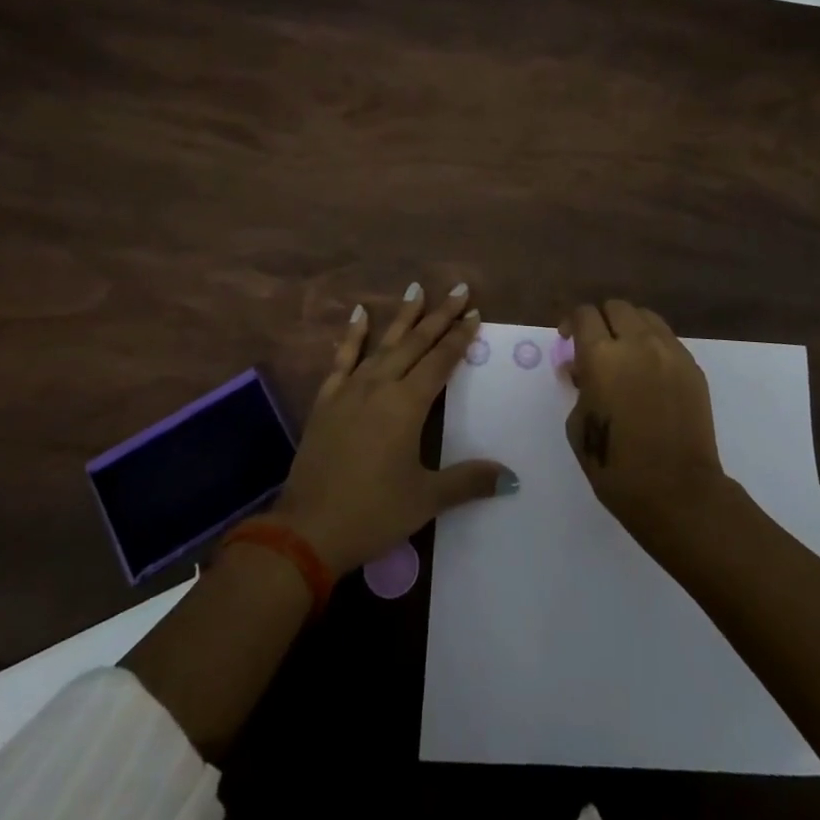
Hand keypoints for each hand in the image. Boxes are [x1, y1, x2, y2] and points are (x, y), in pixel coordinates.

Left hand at [270, 281, 513, 576]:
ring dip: (402, 317)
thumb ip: (469, 481)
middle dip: (439, 316)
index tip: (474, 313)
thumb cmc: (373, 513)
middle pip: (415, 343)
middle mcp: (380, 386)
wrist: (307, 529)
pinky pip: (343, 359)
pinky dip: (353, 335)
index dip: (459, 337)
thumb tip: (512, 478)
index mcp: (407, 405)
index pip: (440, 361)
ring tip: (416, 289)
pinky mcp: (326, 400)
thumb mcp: (426, 499)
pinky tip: (359, 314)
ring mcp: (350, 390)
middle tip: (457, 289)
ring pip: (382, 344)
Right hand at [562, 300, 728, 541]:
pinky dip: (653, 345)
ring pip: (645, 317)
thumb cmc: (616, 467)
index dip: (573, 323)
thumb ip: (578, 387)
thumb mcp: (579, 426)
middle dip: (602, 321)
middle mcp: (636, 343)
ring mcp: (669, 352)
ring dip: (629, 327)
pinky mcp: (692, 367)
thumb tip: (580, 369)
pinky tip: (648, 373)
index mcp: (601, 356)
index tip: (569, 341)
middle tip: (596, 346)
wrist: (678, 492)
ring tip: (625, 354)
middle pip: (616, 307)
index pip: (584, 314)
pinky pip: (667, 339)